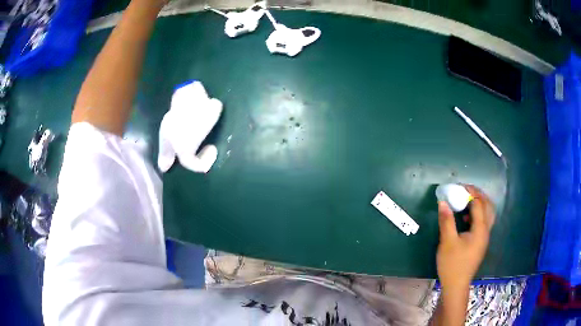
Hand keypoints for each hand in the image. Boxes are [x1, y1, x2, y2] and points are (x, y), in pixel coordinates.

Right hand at [436, 185, 494, 290]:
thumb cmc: (452, 264)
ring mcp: (484, 237)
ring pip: (488, 214)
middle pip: (488, 206)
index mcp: (480, 229)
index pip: (479, 204)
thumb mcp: (447, 242)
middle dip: (479, 195)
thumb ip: (447, 221)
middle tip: (466, 189)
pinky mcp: (480, 242)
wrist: (456, 285)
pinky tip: (467, 217)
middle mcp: (486, 231)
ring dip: (480, 203)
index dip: (470, 192)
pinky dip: (478, 213)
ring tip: (467, 199)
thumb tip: (443, 202)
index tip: (459, 186)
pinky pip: (483, 221)